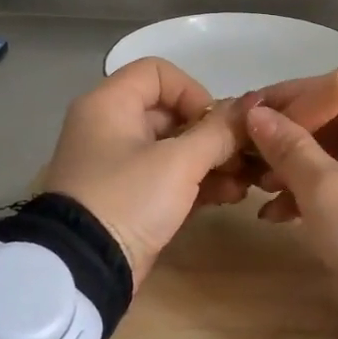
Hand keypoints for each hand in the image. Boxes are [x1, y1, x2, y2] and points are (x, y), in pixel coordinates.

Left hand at [42, 57, 244, 286]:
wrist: (85, 267)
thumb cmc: (128, 198)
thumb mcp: (179, 162)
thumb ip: (219, 132)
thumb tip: (252, 106)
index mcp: (109, 104)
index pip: (158, 72)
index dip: (193, 91)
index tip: (214, 123)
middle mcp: (110, 126)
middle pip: (171, 112)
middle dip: (212, 134)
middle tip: (244, 156)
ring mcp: (118, 164)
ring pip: (173, 148)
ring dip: (212, 161)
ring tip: (245, 182)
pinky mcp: (128, 197)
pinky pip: (167, 176)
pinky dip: (196, 182)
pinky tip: (230, 196)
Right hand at [243, 78, 337, 317]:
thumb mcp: (327, 193)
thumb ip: (289, 148)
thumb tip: (257, 115)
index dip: (294, 98)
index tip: (251, 113)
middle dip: (292, 141)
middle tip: (251, 155)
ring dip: (299, 170)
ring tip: (259, 191)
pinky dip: (318, 194)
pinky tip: (278, 215)